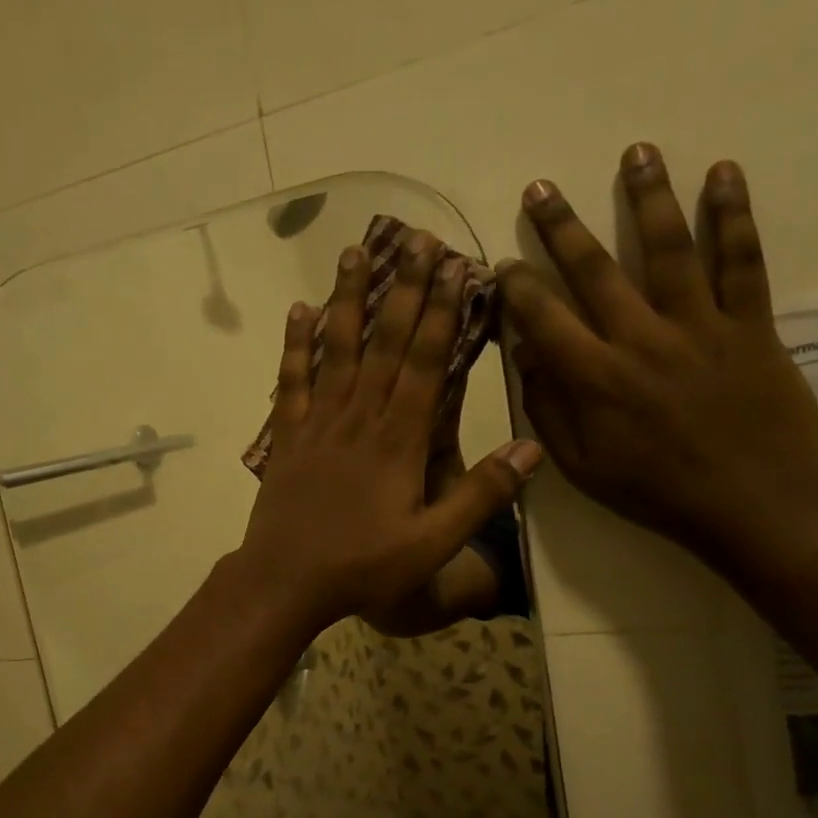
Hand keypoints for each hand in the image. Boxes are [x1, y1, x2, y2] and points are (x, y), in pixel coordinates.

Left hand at [234, 232, 542, 634]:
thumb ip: (482, 494)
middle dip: (404, 288)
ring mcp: (317, 422)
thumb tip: (532, 447)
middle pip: (384, 342)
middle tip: (416, 237)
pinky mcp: (287, 437)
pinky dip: (295, 344)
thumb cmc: (363, 566)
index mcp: (397, 439)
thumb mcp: (433, 542)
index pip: (424, 362)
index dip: (440, 311)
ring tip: (355, 252)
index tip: (454, 266)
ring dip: (348, 299)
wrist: (285, 580)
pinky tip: (298, 311)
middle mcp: (358, 417)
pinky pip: (291, 380)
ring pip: (336, 349)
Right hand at [500, 144, 817, 562]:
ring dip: (648, 197)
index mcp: (595, 378)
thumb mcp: (581, 467)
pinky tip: (723, 173)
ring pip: (669, 249)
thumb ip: (548, 409)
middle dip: (560, 226)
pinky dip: (733, 215)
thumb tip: (526, 356)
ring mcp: (699, 326)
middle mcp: (640, 339)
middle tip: (540, 187)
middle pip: (594, 269)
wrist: (752, 506)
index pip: (542, 316)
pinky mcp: (750, 325)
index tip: (503, 263)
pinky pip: (742, 262)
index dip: (517, 285)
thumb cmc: (655, 492)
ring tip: (635, 151)